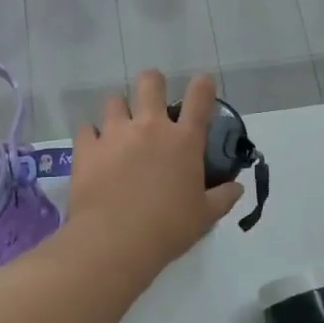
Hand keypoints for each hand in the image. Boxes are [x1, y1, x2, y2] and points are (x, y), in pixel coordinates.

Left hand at [67, 71, 243, 280]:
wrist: (115, 241)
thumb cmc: (167, 228)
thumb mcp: (205, 216)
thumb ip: (223, 197)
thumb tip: (237, 188)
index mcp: (183, 140)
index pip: (199, 98)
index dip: (203, 84)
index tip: (203, 83)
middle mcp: (149, 126)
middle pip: (150, 82)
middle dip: (153, 83)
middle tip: (152, 100)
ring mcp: (115, 133)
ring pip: (114, 100)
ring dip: (119, 110)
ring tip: (120, 128)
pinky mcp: (87, 148)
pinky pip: (86, 128)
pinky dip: (91, 135)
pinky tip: (94, 149)